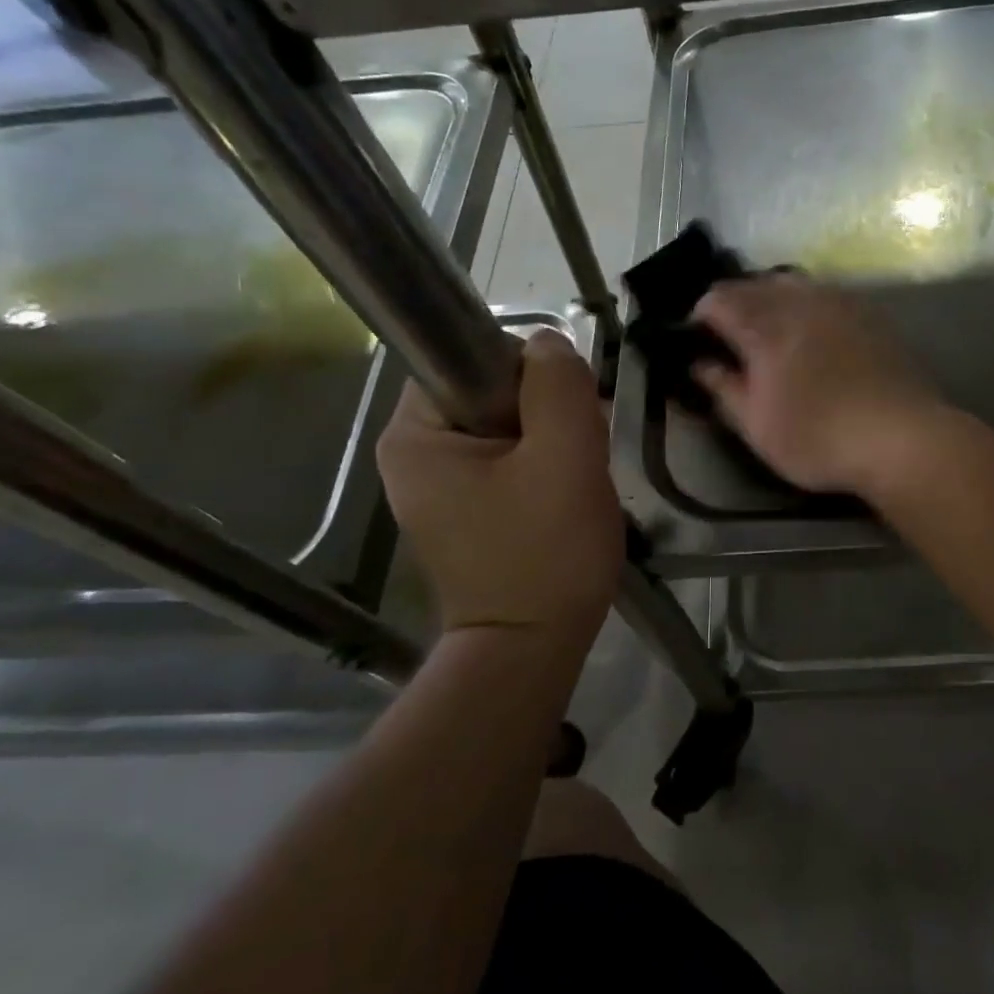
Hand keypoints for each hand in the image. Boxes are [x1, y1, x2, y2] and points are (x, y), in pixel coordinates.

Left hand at [377, 331, 621, 638]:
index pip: (474, 358)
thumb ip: (558, 386)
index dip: (530, 375)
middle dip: (548, 414)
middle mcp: (413, 455)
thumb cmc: (545, 553)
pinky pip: (509, 461)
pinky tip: (566, 497)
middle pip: (493, 393)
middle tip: (580, 455)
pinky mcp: (465, 511)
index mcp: (414, 435)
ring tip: (577, 482)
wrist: (533, 648)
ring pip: (509, 427)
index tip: (566, 416)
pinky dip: (544, 468)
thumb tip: (547, 344)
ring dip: (553, 441)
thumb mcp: (565, 457)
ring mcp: (437, 486)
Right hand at [691, 274, 941, 495]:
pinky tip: (811, 333)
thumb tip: (699, 364)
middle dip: (733, 303)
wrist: (900, 438)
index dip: (699, 316)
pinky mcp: (868, 312)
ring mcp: (838, 302)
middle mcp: (799, 301)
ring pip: (790, 283)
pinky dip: (804, 305)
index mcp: (764, 326)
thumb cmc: (817, 438)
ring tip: (768, 331)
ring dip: (769, 299)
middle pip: (753, 284)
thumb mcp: (756, 425)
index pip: (718, 299)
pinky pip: (824, 293)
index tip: (697, 340)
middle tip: (728, 337)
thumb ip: (723, 388)